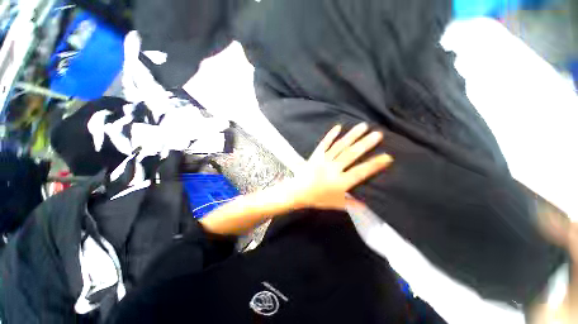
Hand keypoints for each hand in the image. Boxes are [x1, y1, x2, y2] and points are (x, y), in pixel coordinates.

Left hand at [286, 123, 392, 210]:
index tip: (387, 156)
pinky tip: (338, 127)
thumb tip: (367, 205)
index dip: (374, 165)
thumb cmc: (317, 199)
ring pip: (340, 146)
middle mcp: (333, 169)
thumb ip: (352, 204)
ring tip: (363, 126)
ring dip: (352, 136)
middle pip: (351, 155)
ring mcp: (323, 160)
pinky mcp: (315, 156)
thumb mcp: (336, 204)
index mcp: (340, 182)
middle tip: (378, 134)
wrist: (297, 192)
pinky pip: (324, 144)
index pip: (360, 172)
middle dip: (365, 144)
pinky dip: (331, 135)